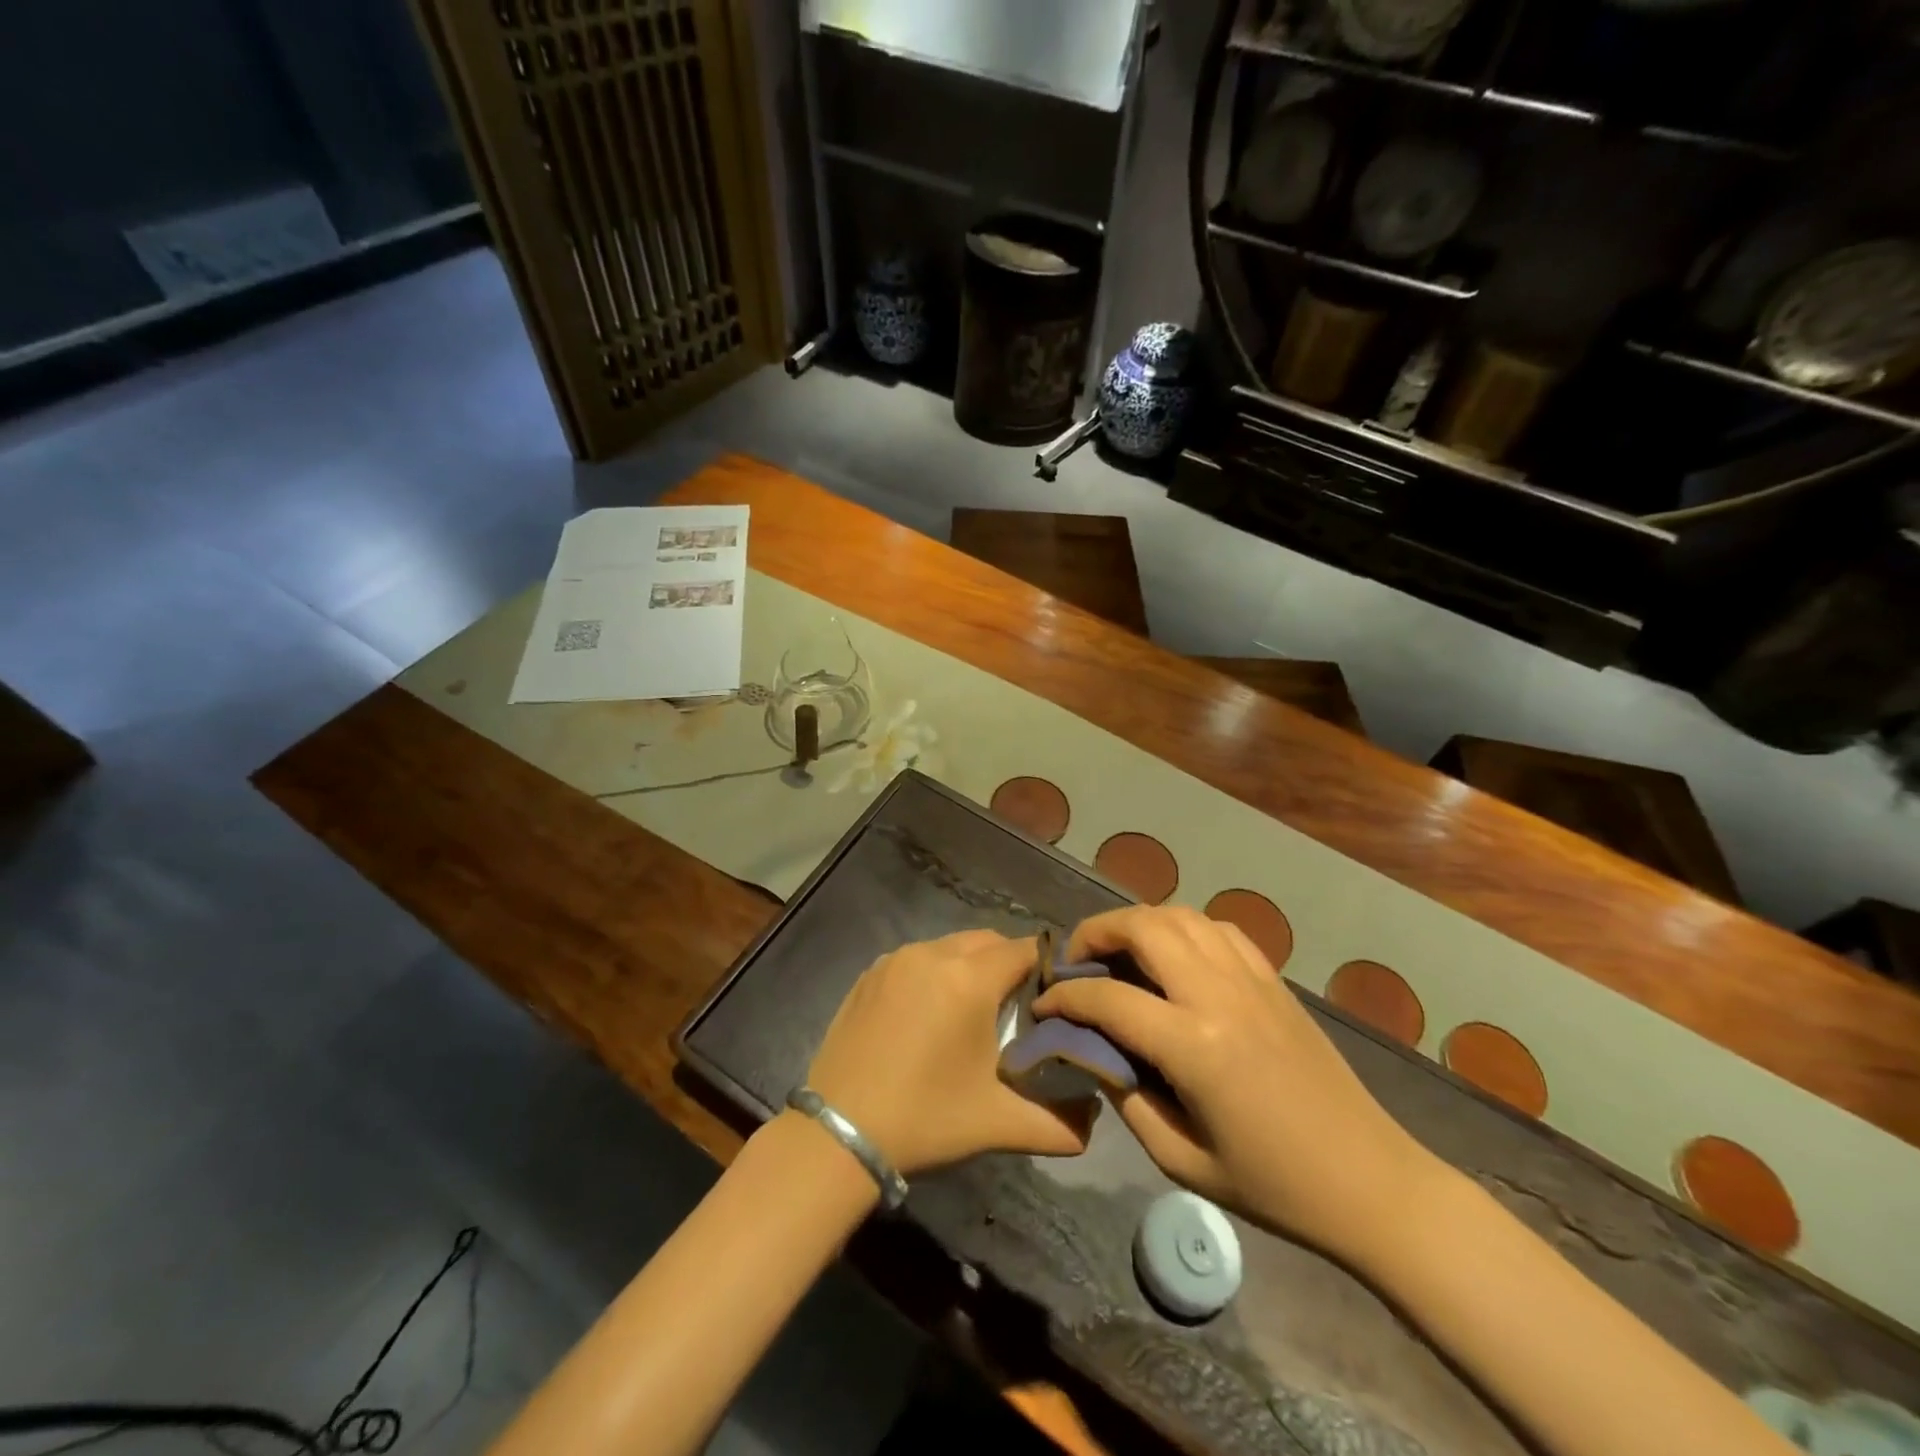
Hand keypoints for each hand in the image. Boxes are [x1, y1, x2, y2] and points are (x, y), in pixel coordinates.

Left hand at [807, 930, 1096, 1176]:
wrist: (839, 1133)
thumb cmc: (925, 1119)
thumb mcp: (998, 1124)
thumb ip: (1058, 1123)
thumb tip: (1094, 1122)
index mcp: (968, 979)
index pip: (1025, 950)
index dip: (1046, 969)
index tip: (1054, 998)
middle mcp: (932, 954)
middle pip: (988, 941)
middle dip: (1009, 964)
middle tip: (1017, 1009)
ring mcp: (896, 960)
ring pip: (951, 946)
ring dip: (971, 967)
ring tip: (973, 1012)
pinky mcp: (870, 973)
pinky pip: (917, 958)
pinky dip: (934, 973)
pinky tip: (930, 1014)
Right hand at [1032, 906, 1438, 1262]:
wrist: (1370, 1181)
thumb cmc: (1273, 1184)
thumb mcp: (1181, 1158)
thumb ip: (1126, 1096)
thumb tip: (1092, 1050)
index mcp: (1194, 1044)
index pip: (1108, 998)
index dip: (1065, 998)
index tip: (1043, 1004)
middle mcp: (1219, 994)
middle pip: (1143, 926)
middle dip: (1096, 932)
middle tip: (1076, 961)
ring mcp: (1251, 978)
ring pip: (1180, 915)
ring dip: (1138, 922)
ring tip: (1118, 951)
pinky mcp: (1273, 978)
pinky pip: (1218, 928)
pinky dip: (1183, 927)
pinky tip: (1174, 955)